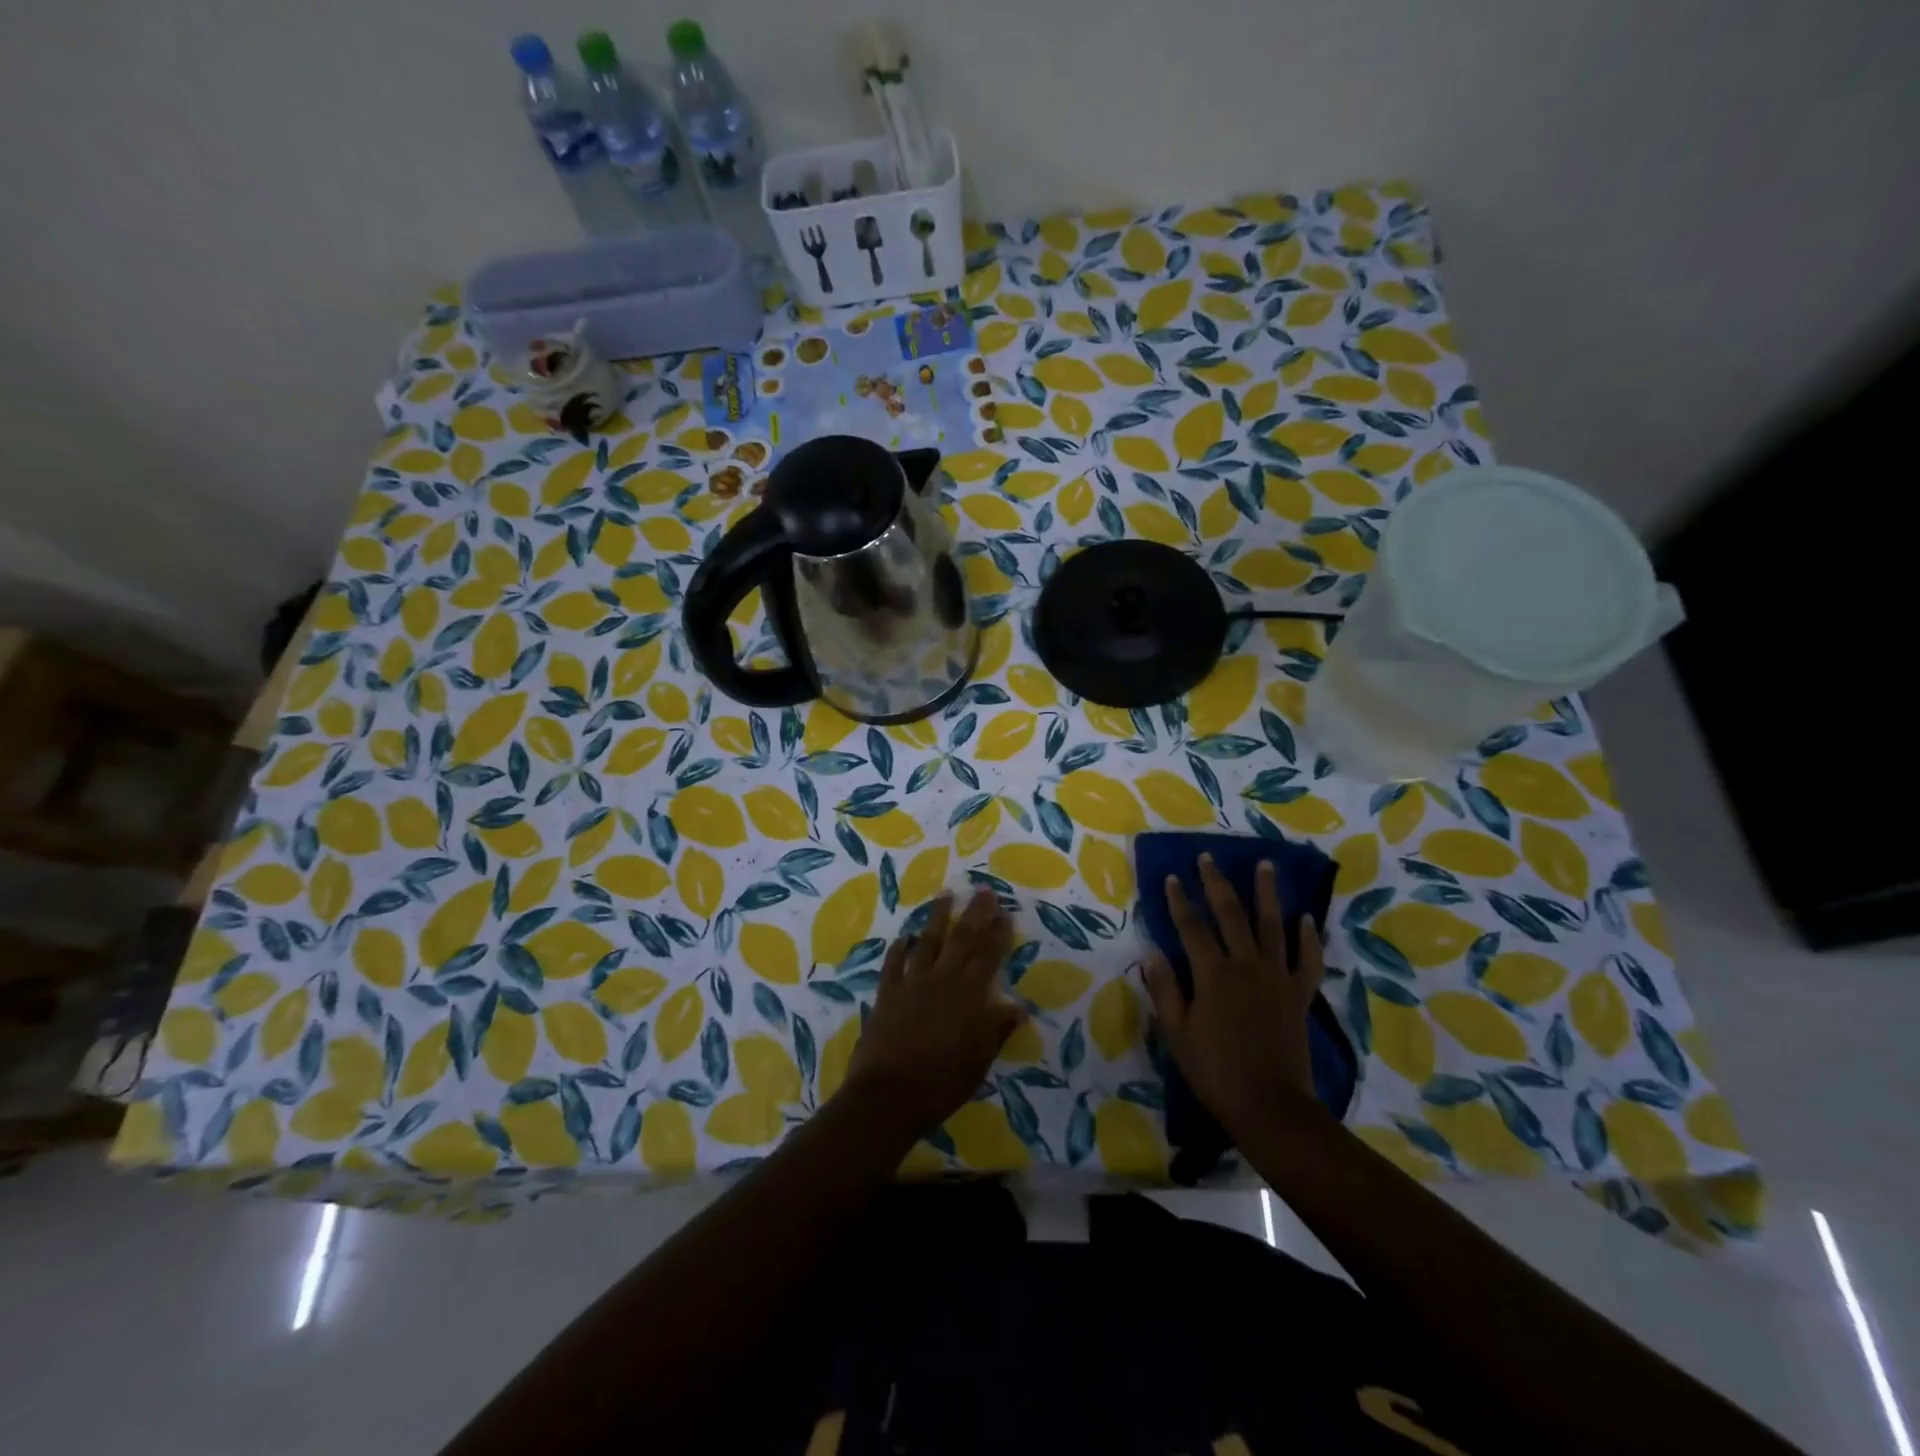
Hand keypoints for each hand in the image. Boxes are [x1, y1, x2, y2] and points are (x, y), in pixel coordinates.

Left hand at [845, 887, 1025, 1137]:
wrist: (888, 1094)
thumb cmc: (941, 1083)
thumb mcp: (979, 1061)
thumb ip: (997, 1030)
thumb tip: (1019, 1007)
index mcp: (969, 996)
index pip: (988, 957)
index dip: (998, 934)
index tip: (1006, 912)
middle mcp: (942, 980)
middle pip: (962, 939)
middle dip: (975, 914)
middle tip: (983, 890)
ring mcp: (912, 983)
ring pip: (928, 941)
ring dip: (938, 918)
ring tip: (946, 895)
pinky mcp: (887, 992)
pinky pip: (894, 962)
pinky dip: (900, 948)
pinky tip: (905, 937)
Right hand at [1143, 855, 1325, 1137]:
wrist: (1270, 1106)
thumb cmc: (1215, 1071)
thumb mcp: (1177, 1032)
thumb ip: (1165, 989)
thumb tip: (1151, 952)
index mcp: (1212, 974)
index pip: (1191, 926)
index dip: (1179, 900)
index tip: (1172, 877)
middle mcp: (1246, 965)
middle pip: (1230, 914)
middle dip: (1217, 883)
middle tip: (1209, 857)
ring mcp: (1277, 977)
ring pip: (1272, 925)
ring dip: (1267, 893)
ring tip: (1265, 864)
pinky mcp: (1299, 994)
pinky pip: (1307, 960)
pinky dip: (1308, 938)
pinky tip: (1305, 918)